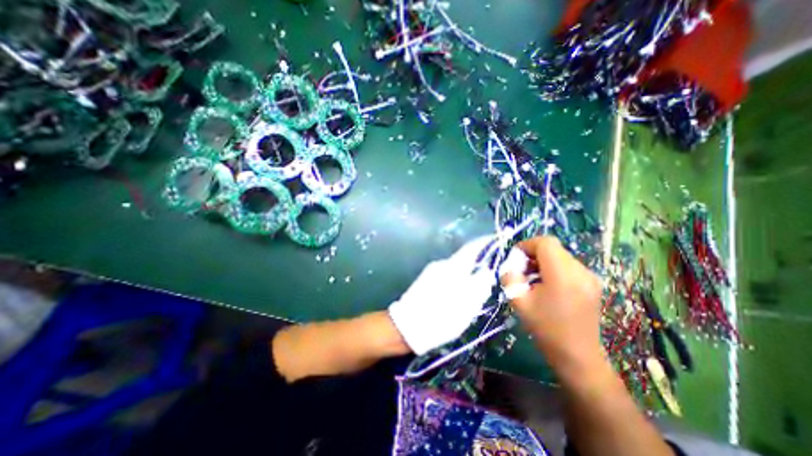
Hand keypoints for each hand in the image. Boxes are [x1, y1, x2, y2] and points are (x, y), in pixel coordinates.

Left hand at [386, 236, 520, 357]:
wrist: (406, 327)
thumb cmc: (439, 318)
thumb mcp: (465, 307)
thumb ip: (479, 287)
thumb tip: (488, 272)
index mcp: (452, 268)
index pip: (471, 248)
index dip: (485, 243)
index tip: (496, 241)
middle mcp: (442, 264)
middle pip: (464, 259)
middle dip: (478, 264)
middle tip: (490, 277)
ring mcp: (432, 271)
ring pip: (456, 269)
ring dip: (467, 275)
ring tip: (474, 292)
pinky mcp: (426, 279)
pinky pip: (447, 275)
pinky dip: (456, 281)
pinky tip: (457, 295)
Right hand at [499, 238, 605, 378]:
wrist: (577, 356)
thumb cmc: (546, 329)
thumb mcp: (519, 302)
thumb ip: (509, 278)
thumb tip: (511, 266)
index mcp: (562, 275)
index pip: (545, 243)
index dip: (527, 245)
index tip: (515, 259)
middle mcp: (580, 271)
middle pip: (553, 248)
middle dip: (533, 254)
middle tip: (521, 271)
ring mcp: (589, 277)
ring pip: (560, 255)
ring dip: (542, 261)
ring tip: (532, 279)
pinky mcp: (592, 284)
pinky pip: (568, 265)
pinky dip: (553, 268)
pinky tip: (546, 285)